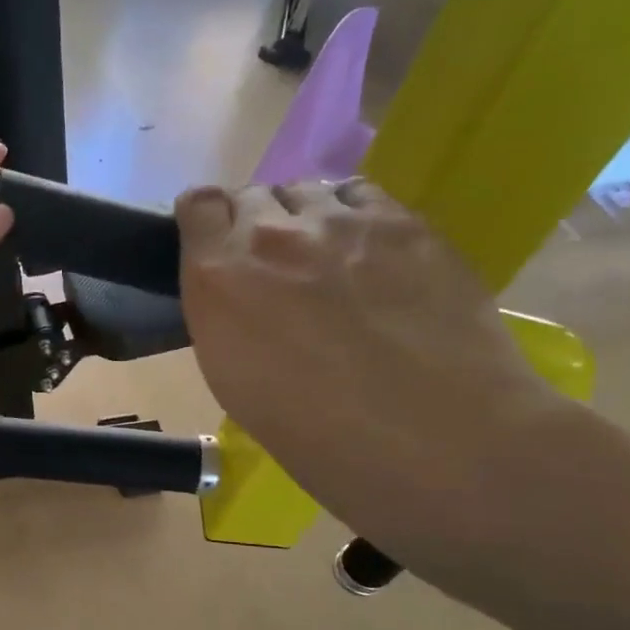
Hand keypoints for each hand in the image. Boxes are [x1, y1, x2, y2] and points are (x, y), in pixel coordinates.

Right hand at [176, 179, 562, 546]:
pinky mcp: (406, 224)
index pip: (198, 206)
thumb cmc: (313, 434)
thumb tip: (237, 294)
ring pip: (309, 191)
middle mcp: (273, 234)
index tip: (214, 246)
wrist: (431, 439)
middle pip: (253, 194)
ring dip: (305, 217)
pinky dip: (356, 217)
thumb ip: (223, 316)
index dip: (205, 222)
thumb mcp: (233, 379)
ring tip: (327, 259)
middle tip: (274, 266)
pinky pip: (365, 196)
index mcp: (219, 277)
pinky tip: (372, 255)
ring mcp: (344, 222)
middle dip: (254, 222)